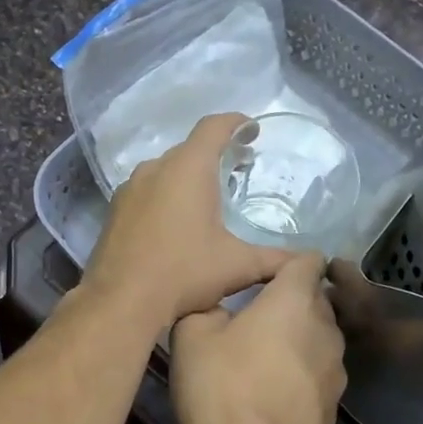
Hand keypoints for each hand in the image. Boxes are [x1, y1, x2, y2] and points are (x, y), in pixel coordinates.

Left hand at [83, 114, 292, 330]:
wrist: (120, 300)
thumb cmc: (183, 273)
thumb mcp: (237, 266)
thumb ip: (276, 259)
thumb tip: (307, 262)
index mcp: (188, 168)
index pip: (214, 127)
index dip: (236, 123)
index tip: (252, 129)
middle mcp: (156, 168)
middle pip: (190, 148)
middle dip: (216, 152)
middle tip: (240, 168)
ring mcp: (130, 188)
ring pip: (166, 169)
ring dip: (189, 174)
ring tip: (211, 195)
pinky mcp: (116, 210)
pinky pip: (148, 189)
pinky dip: (167, 193)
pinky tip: (177, 220)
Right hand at [170, 253, 346, 423]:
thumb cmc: (219, 384)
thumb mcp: (191, 333)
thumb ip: (208, 306)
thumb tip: (219, 310)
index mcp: (294, 299)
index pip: (309, 260)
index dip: (288, 263)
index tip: (263, 277)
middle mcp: (326, 327)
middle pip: (317, 299)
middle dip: (292, 301)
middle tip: (255, 316)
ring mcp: (337, 368)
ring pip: (320, 337)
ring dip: (299, 339)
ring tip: (265, 356)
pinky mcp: (335, 405)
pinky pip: (318, 373)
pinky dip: (301, 374)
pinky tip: (273, 392)